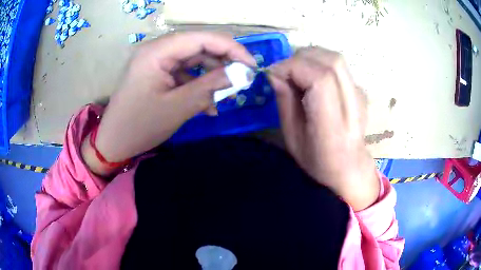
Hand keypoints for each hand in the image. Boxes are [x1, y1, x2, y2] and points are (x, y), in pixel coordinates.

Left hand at [82, 32, 255, 175]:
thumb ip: (210, 87)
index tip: (252, 65)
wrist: (114, 143)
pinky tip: (207, 105)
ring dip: (211, 77)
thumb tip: (241, 74)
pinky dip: (198, 86)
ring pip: (193, 61)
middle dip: (222, 63)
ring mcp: (157, 61)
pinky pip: (184, 73)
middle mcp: (157, 50)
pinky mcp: (157, 73)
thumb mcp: (178, 107)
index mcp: (157, 52)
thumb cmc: (140, 126)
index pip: (202, 38)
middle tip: (242, 79)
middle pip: (198, 47)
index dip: (231, 48)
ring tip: (224, 97)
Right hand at [268, 47, 378, 210]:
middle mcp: (352, 105)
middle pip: (331, 62)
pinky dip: (319, 63)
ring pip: (335, 58)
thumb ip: (284, 101)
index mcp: (333, 125)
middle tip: (285, 72)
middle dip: (300, 59)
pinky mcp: (360, 90)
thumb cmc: (318, 160)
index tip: (274, 74)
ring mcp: (360, 95)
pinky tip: (312, 78)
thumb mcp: (292, 137)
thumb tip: (275, 73)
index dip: (294, 67)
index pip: (320, 78)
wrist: (350, 166)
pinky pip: (338, 66)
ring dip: (310, 58)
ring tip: (297, 72)